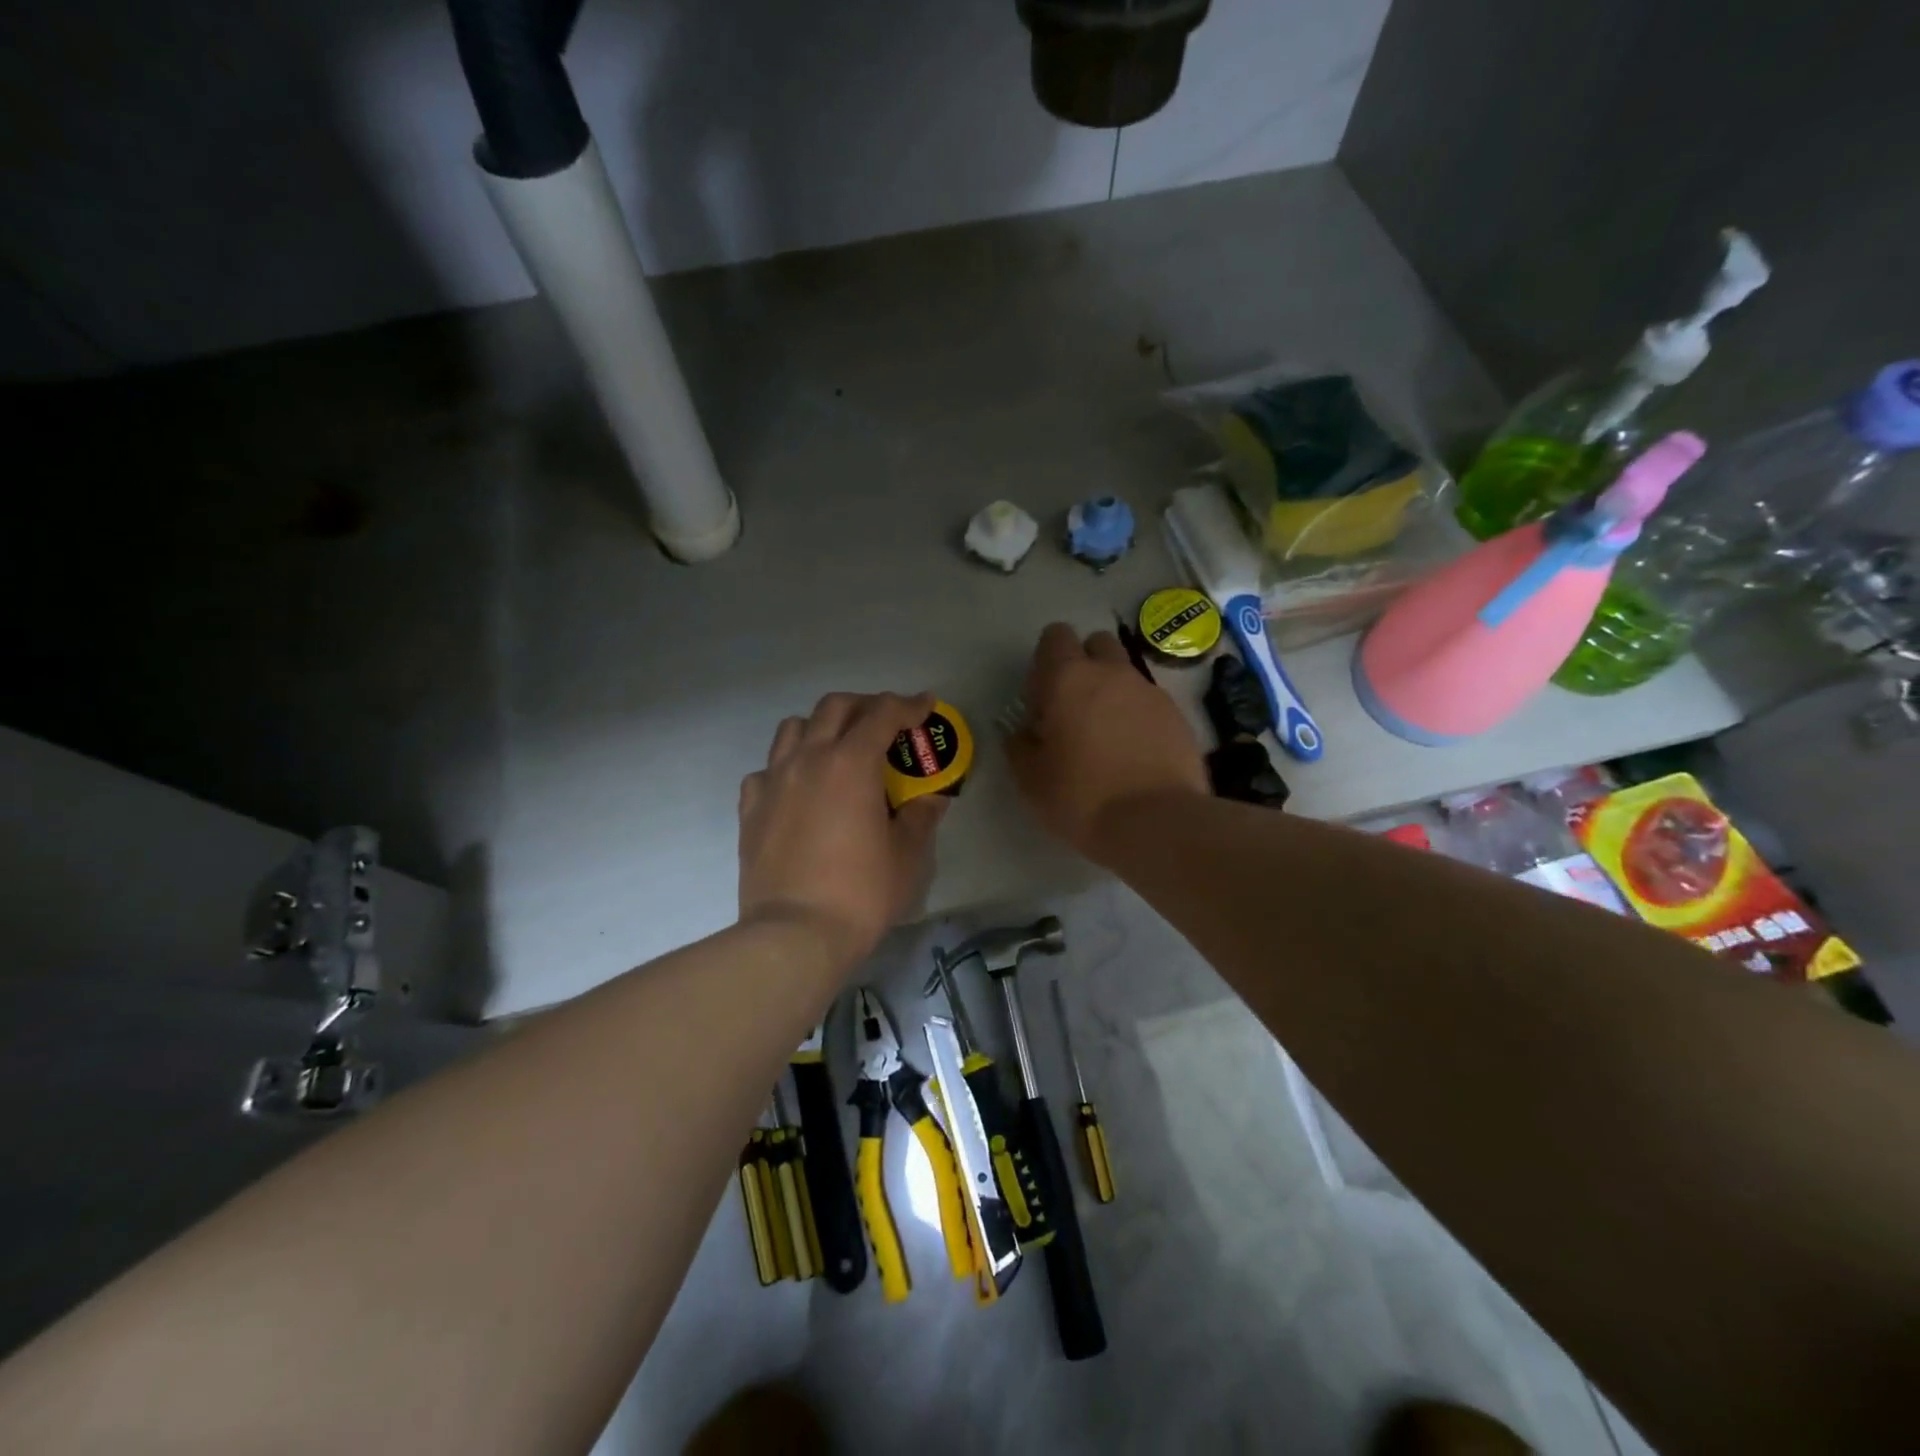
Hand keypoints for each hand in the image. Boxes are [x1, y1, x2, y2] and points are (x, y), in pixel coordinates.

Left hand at [738, 691, 949, 969]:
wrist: (795, 935)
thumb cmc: (860, 893)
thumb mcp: (906, 856)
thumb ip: (921, 817)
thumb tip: (932, 799)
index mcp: (851, 763)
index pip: (882, 714)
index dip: (908, 704)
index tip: (926, 704)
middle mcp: (808, 759)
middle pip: (835, 707)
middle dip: (865, 705)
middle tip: (886, 722)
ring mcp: (773, 781)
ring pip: (793, 728)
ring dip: (821, 727)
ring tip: (838, 748)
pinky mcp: (751, 808)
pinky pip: (767, 769)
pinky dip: (787, 766)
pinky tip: (799, 788)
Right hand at [1006, 624, 1207, 860]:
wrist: (1157, 823)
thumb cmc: (1082, 798)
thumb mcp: (1031, 781)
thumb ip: (1020, 746)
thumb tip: (1023, 733)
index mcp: (1068, 679)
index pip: (1055, 636)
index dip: (1046, 660)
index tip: (1042, 698)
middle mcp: (1112, 673)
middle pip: (1096, 643)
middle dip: (1084, 664)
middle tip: (1074, 709)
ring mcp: (1150, 691)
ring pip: (1125, 673)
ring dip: (1112, 691)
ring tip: (1106, 736)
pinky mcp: (1177, 716)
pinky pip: (1149, 702)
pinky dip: (1138, 716)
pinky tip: (1134, 753)